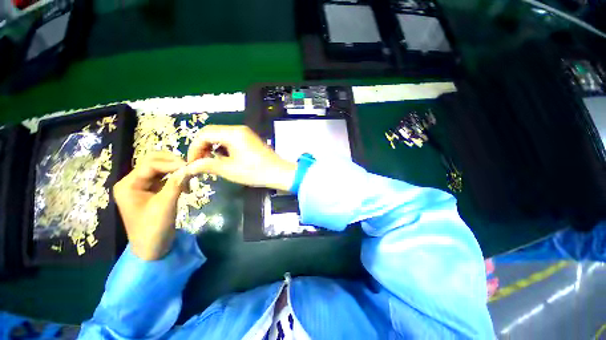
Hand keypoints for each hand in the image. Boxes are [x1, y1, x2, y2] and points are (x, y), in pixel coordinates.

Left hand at [113, 152, 187, 260]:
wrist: (152, 248)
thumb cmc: (153, 229)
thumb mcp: (165, 205)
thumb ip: (176, 184)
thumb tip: (189, 168)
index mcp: (128, 185)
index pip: (150, 165)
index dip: (171, 164)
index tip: (190, 167)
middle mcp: (133, 182)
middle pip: (153, 161)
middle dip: (172, 163)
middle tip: (189, 169)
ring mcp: (142, 186)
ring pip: (160, 168)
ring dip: (175, 169)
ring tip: (189, 177)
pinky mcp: (152, 190)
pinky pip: (165, 177)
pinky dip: (176, 177)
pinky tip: (185, 184)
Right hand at [186, 125, 296, 190]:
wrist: (279, 172)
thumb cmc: (255, 172)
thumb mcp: (230, 170)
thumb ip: (208, 165)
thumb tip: (190, 166)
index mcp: (233, 134)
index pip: (204, 134)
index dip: (194, 148)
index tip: (192, 163)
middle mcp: (238, 129)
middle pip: (211, 132)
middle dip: (202, 147)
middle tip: (199, 163)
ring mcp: (245, 133)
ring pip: (220, 135)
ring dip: (212, 147)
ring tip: (210, 162)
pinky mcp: (249, 139)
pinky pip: (230, 139)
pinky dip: (222, 147)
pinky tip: (223, 158)